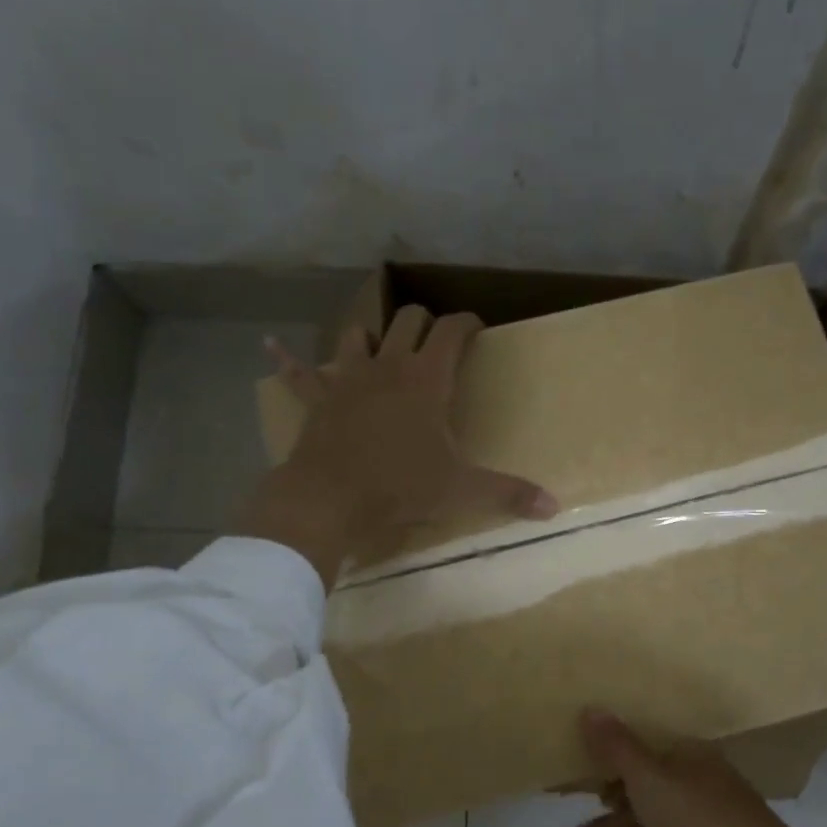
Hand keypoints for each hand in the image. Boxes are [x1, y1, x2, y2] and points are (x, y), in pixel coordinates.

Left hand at [237, 307, 556, 584]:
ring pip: (359, 335)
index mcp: (427, 379)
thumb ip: (509, 494)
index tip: (478, 328)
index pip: (452, 331)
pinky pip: (299, 373)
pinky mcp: (318, 400)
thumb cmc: (400, 487)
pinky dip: (288, 360)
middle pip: (407, 321)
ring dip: (372, 334)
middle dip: (425, 321)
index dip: (467, 323)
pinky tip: (270, 346)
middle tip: (436, 337)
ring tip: (380, 343)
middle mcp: (388, 367)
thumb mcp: (461, 491)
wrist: (330, 499)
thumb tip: (555, 506)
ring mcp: (348, 379)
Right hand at [564, 708, 822, 826]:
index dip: (617, 770)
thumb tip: (589, 708)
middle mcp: (699, 800)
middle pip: (645, 807)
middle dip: (607, 822)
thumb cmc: (702, 820)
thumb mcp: (651, 778)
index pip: (649, 761)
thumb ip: (617, 748)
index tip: (586, 783)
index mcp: (691, 767)